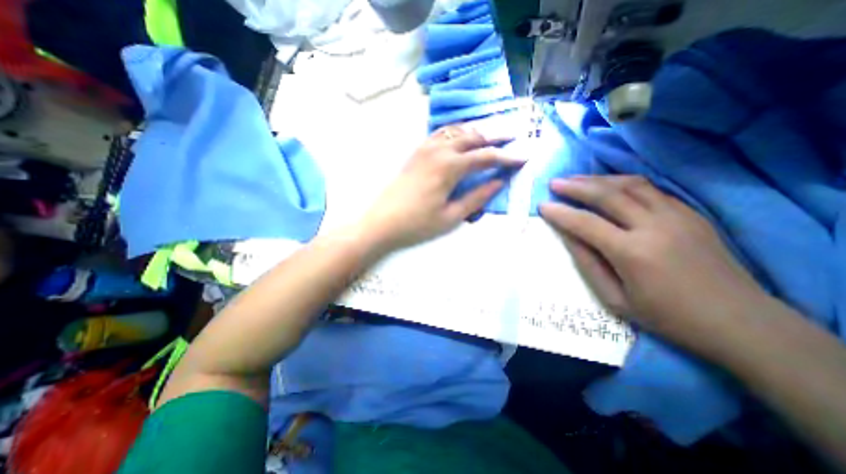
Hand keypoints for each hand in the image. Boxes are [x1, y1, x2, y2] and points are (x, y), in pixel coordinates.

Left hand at [359, 126, 526, 252]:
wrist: (382, 221)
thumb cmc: (417, 224)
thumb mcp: (451, 216)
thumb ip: (477, 197)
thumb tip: (498, 182)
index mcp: (449, 166)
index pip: (485, 156)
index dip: (507, 157)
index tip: (524, 157)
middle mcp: (438, 150)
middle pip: (473, 137)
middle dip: (495, 138)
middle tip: (512, 142)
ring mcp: (425, 148)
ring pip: (457, 131)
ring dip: (476, 133)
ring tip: (490, 139)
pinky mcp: (416, 152)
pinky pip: (441, 134)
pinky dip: (457, 133)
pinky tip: (462, 139)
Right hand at [537, 176, 770, 352]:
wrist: (739, 321)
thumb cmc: (666, 316)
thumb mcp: (615, 298)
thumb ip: (588, 263)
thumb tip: (567, 235)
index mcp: (632, 253)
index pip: (585, 223)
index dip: (560, 213)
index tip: (542, 206)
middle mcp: (654, 227)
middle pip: (607, 195)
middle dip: (576, 186)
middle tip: (555, 183)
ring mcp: (677, 216)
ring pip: (630, 185)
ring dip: (598, 179)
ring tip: (576, 179)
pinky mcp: (690, 213)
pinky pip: (650, 189)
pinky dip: (623, 183)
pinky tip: (609, 185)